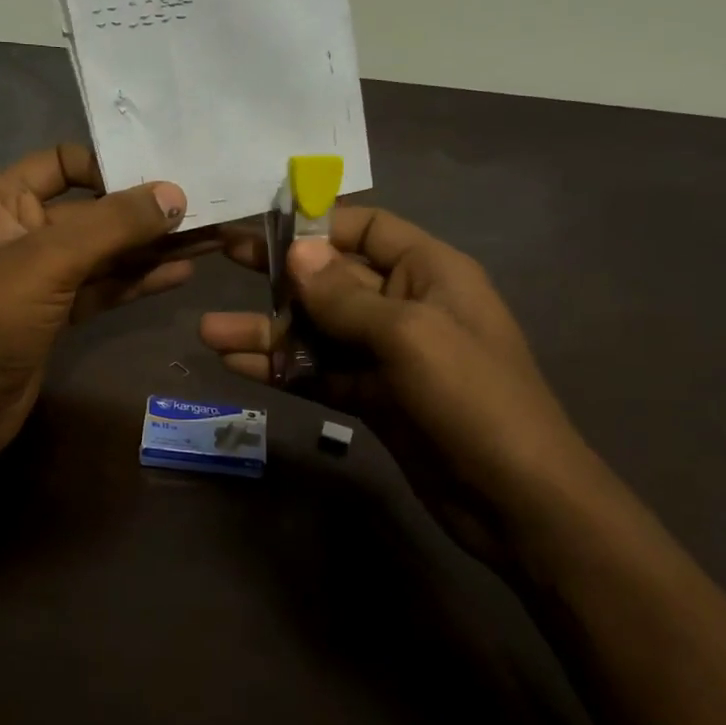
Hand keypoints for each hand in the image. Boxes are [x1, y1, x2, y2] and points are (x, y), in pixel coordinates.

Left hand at [0, 144, 199, 467]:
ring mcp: (42, 275)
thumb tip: (174, 196)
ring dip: (151, 248)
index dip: (109, 166)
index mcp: (3, 201)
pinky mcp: (59, 312)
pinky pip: (104, 286)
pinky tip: (179, 273)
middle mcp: (23, 230)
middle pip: (93, 210)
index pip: (63, 162)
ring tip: (208, 240)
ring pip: (105, 252)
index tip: (160, 179)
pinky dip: (138, 280)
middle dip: (145, 212)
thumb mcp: (49, 261)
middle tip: (204, 209)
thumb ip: (113, 225)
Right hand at [200, 207, 595, 568]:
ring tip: (209, 334)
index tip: (262, 226)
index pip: (367, 228)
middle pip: (332, 280)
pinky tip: (236, 367)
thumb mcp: (409, 334)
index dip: (317, 224)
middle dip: (278, 276)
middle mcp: (406, 305)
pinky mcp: (373, 398)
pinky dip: (282, 369)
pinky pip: (320, 373)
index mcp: (430, 271)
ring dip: (268, 331)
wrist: (516, 500)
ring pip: (318, 332)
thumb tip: (296, 251)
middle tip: (222, 261)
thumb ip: (345, 296)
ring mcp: (387, 355)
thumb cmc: (473, 399)